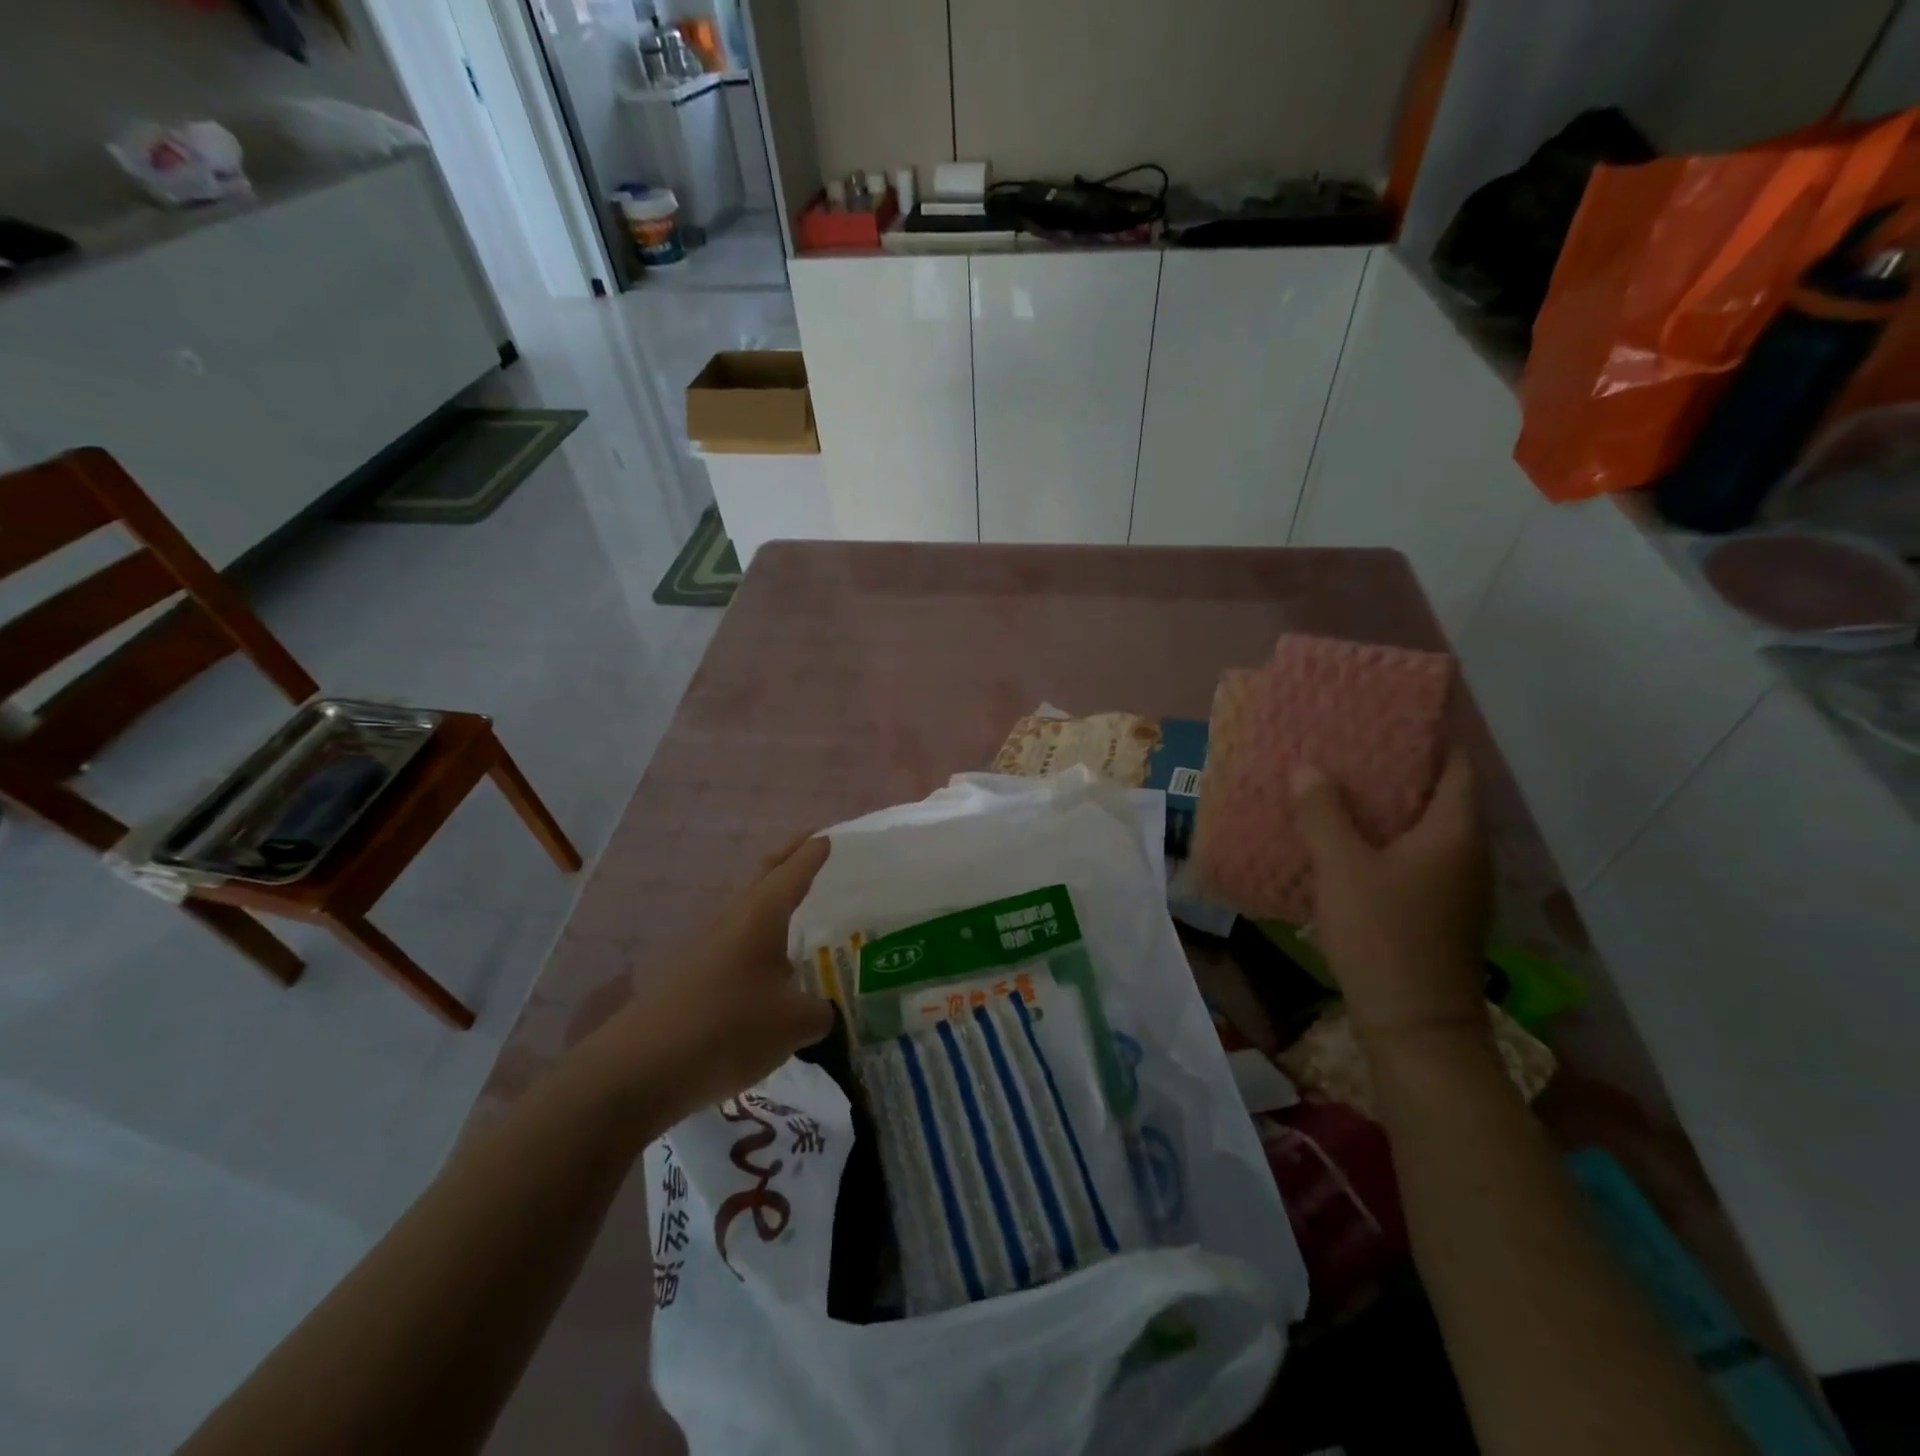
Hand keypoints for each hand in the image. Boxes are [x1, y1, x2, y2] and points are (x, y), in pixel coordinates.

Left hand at [586, 834, 836, 1127]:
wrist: (640, 1069)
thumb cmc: (727, 1029)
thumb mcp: (793, 1024)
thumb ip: (820, 1013)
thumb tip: (824, 1012)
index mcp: (761, 916)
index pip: (794, 872)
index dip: (813, 853)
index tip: (831, 835)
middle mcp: (733, 921)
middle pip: (764, 876)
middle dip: (789, 857)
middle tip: (812, 845)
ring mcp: (708, 948)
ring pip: (747, 908)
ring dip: (771, 897)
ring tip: (796, 902)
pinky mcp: (693, 977)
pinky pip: (735, 942)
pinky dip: (757, 937)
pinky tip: (768, 963)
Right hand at [1291, 750, 1491, 1045]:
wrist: (1415, 1024)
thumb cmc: (1383, 934)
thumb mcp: (1342, 867)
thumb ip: (1323, 814)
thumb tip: (1308, 769)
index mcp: (1453, 833)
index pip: (1457, 767)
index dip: (1432, 738)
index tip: (1393, 718)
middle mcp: (1467, 855)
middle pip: (1440, 797)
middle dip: (1399, 772)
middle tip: (1350, 751)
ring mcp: (1457, 889)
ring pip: (1425, 832)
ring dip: (1390, 811)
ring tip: (1341, 792)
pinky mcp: (1440, 915)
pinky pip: (1416, 861)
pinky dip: (1387, 844)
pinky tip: (1348, 848)